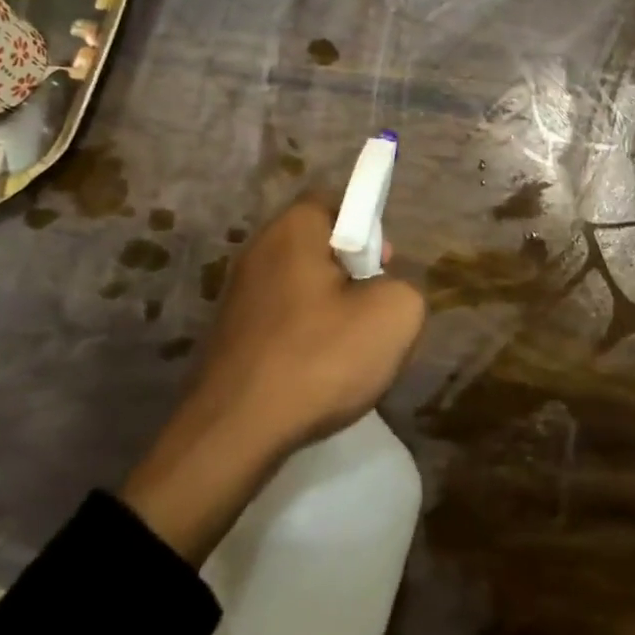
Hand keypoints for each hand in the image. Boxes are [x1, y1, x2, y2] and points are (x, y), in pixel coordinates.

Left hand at [190, 194, 425, 452]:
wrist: (234, 432)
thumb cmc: (319, 358)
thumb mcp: (395, 316)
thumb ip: (405, 287)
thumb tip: (383, 293)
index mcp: (294, 227)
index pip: (340, 202)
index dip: (371, 231)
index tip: (384, 269)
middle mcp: (259, 247)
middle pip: (321, 244)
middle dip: (353, 273)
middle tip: (372, 311)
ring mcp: (238, 291)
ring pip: (303, 285)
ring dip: (330, 308)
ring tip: (346, 349)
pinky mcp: (229, 331)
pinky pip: (282, 317)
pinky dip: (303, 335)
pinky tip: (315, 371)